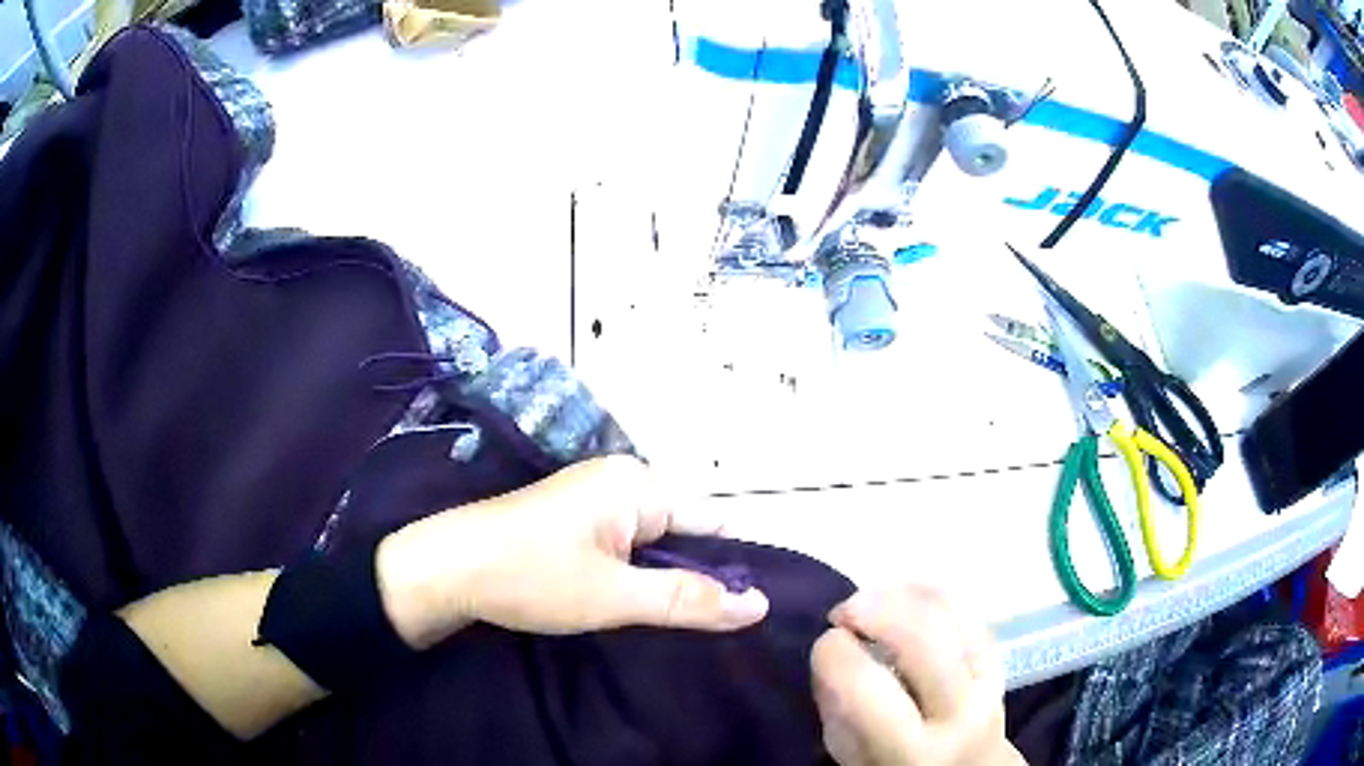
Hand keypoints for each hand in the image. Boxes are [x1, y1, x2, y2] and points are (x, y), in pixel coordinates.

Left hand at [375, 456, 769, 647]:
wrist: (447, 568)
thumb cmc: (532, 576)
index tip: (744, 612)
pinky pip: (625, 543)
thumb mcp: (616, 596)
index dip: (730, 566)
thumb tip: (760, 605)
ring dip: (662, 578)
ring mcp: (594, 497)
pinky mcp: (574, 517)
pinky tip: (632, 602)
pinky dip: (634, 572)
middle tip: (703, 627)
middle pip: (684, 530)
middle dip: (695, 575)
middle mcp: (621, 479)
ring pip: (653, 542)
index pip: (712, 522)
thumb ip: (690, 601)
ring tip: (672, 620)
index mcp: (638, 484)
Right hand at [811, 586, 1024, 765]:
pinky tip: (902, 598)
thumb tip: (833, 647)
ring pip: (949, 614)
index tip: (824, 644)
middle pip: (920, 638)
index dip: (832, 652)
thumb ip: (837, 708)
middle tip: (841, 612)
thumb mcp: (852, 758)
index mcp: (909, 751)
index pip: (865, 685)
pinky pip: (968, 609)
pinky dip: (930, 593)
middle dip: (871, 610)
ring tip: (869, 603)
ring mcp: (988, 681)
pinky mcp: (1001, 660)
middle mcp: (957, 713)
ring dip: (900, 595)